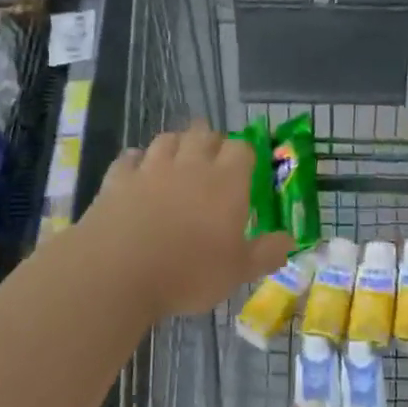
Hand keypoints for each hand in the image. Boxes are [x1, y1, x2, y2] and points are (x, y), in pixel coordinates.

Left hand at [76, 127, 293, 322]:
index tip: (244, 169)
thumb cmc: (188, 273)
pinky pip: (130, 158)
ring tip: (177, 160)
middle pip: (203, 133)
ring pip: (167, 139)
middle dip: (210, 141)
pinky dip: (136, 161)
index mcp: (225, 182)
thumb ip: (266, 253)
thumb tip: (290, 241)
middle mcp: (190, 165)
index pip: (241, 148)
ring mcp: (151, 168)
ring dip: (175, 145)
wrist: (117, 271)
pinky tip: (137, 172)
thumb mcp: (237, 272)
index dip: (244, 154)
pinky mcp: (118, 178)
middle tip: (211, 161)